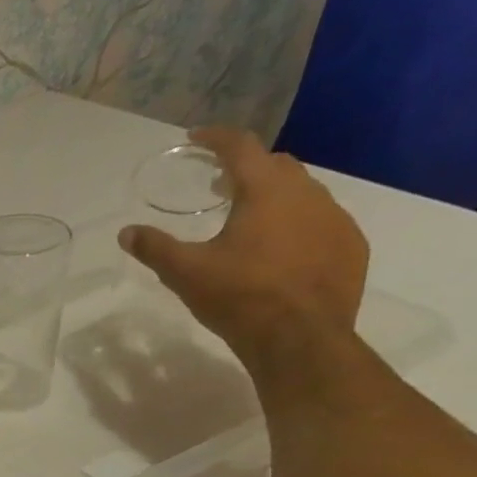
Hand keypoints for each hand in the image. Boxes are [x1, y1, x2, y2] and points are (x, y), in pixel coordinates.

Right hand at [120, 126, 368, 364]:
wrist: (301, 338)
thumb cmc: (240, 297)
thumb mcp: (185, 273)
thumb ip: (155, 248)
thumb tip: (126, 232)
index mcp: (266, 192)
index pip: (241, 148)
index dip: (217, 139)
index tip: (197, 138)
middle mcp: (307, 195)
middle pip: (277, 165)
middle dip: (247, 169)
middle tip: (221, 186)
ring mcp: (336, 220)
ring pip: (303, 193)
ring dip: (275, 197)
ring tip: (250, 220)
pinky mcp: (350, 248)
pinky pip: (322, 223)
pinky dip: (298, 225)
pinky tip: (281, 251)